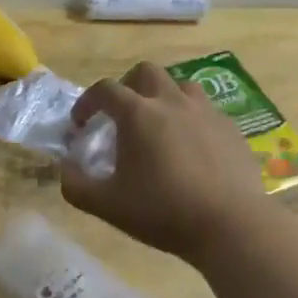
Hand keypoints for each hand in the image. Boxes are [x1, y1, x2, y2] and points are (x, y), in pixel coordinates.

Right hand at [60, 61, 273, 259]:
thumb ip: (75, 184)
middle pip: (145, 73)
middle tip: (120, 115)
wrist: (231, 225)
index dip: (87, 102)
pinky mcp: (231, 128)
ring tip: (157, 125)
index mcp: (138, 114)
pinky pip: (206, 110)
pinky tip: (190, 147)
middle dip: (127, 87)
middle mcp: (172, 102)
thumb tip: (65, 168)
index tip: (80, 124)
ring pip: (180, 86)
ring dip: (162, 97)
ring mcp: (206, 112)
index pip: (105, 90)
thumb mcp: (105, 205)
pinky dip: (190, 118)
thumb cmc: (162, 211)